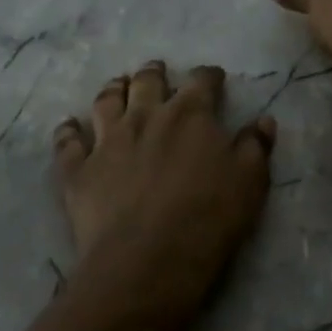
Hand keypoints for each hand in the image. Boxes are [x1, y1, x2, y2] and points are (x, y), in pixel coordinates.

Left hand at [53, 62, 275, 307]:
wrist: (147, 260)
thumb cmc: (208, 218)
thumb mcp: (250, 182)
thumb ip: (255, 146)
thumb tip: (263, 120)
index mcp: (190, 114)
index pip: (201, 81)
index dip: (209, 76)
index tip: (214, 78)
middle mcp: (146, 116)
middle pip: (147, 82)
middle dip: (154, 73)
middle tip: (157, 70)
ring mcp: (107, 141)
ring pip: (106, 101)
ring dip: (113, 89)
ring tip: (117, 85)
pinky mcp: (79, 169)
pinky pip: (68, 142)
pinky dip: (68, 131)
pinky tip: (69, 126)